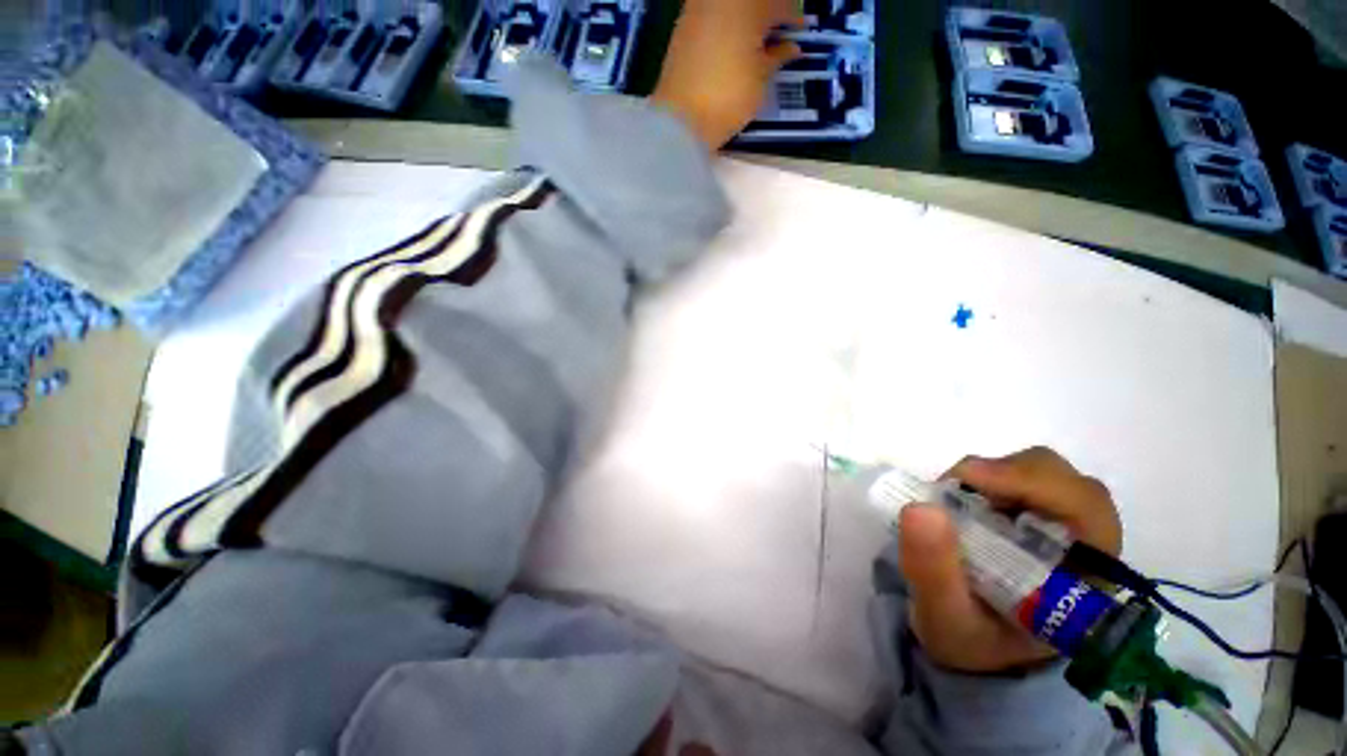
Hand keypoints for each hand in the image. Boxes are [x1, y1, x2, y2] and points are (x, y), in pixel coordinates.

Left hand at [651, 0, 803, 150]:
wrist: (679, 121)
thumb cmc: (728, 97)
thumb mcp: (761, 79)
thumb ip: (778, 56)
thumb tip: (790, 47)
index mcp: (748, 1)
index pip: (780, 4)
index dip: (793, 19)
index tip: (800, 34)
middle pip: (753, 0)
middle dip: (768, 14)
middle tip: (779, 35)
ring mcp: (697, 7)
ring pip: (731, 4)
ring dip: (746, 17)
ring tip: (756, 42)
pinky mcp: (682, 25)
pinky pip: (712, 13)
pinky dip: (726, 23)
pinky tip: (733, 44)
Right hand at [898, 447, 1122, 673]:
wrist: (971, 643)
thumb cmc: (969, 639)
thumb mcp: (945, 618)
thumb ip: (933, 571)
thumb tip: (920, 508)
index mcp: (1086, 580)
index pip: (1089, 513)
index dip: (1038, 485)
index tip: (972, 479)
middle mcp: (1082, 544)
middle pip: (1066, 482)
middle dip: (1008, 476)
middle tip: (955, 489)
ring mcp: (1056, 523)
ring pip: (1041, 471)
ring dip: (991, 475)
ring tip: (952, 498)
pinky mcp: (1029, 511)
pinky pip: (1013, 475)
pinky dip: (981, 477)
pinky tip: (958, 499)